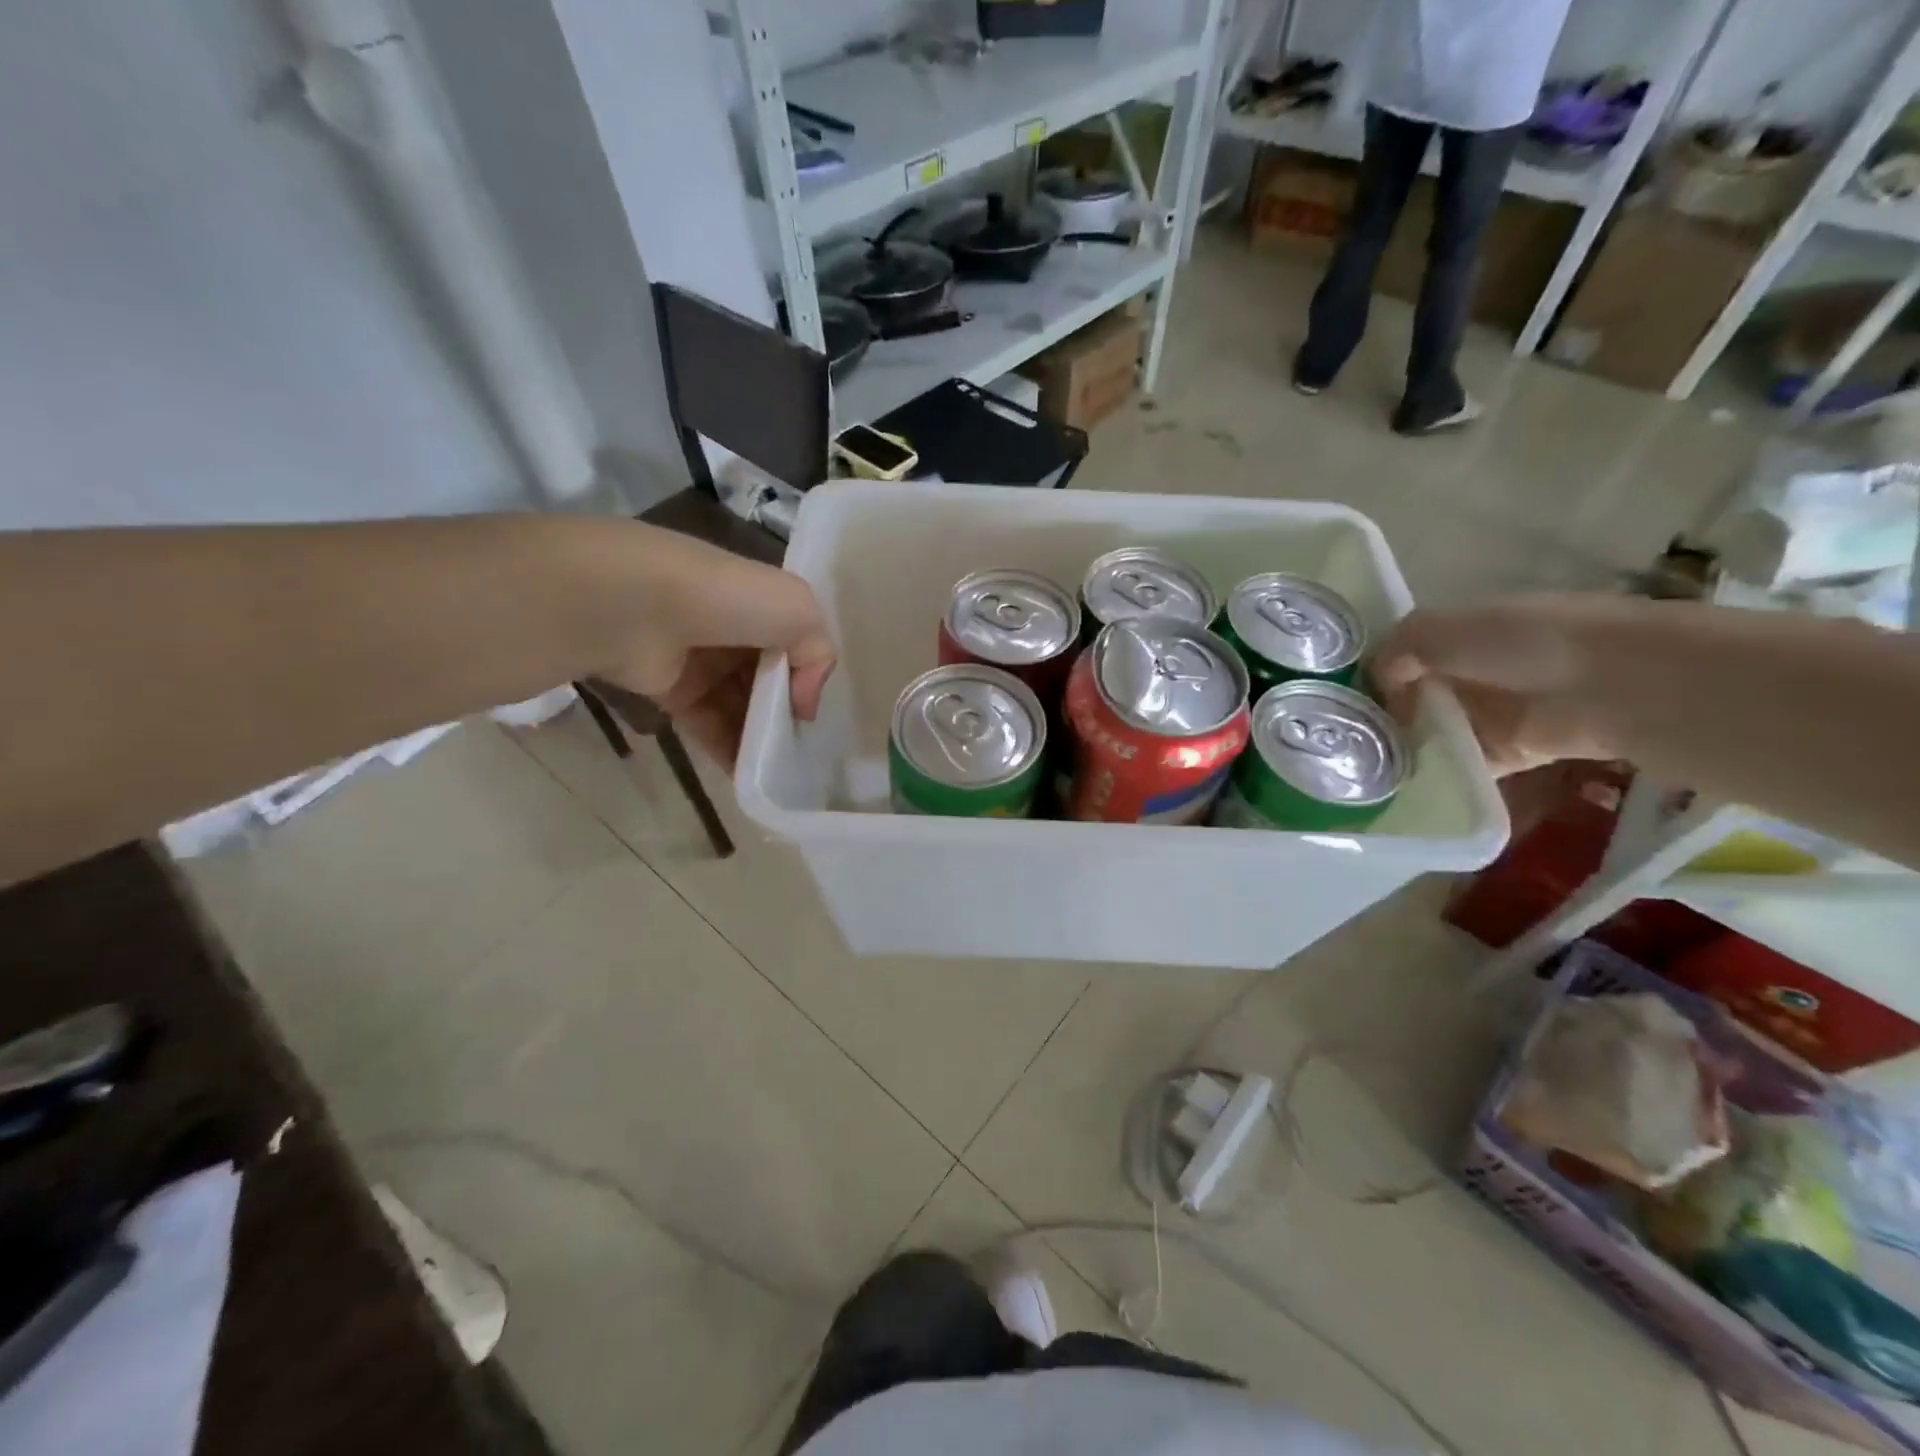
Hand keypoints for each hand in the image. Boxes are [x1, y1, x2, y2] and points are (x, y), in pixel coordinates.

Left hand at [602, 533, 835, 768]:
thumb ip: (819, 654)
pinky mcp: (671, 692)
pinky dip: (730, 751)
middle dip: (785, 711)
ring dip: (760, 737)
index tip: (813, 706)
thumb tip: (803, 704)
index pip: (793, 643)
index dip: (807, 675)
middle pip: (768, 678)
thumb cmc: (728, 599)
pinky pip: (710, 726)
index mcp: (758, 601)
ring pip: (741, 705)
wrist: (637, 606)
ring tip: (780, 770)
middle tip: (802, 747)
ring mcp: (699, 661)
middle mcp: (730, 628)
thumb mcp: (799, 610)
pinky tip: (751, 775)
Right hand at [1372, 596, 1619, 775]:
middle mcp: (1478, 669)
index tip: (1345, 696)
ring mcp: (1497, 712)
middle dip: (1387, 712)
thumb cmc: (1522, 643)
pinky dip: (1438, 774)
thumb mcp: (1441, 629)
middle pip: (1418, 694)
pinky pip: (1463, 764)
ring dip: (1408, 746)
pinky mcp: (1512, 752)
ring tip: (1366, 764)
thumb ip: (1397, 649)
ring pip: (1436, 730)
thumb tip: (1378, 680)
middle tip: (1348, 736)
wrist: (1614, 686)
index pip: (1408, 652)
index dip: (1378, 671)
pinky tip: (1401, 783)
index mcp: (1465, 631)